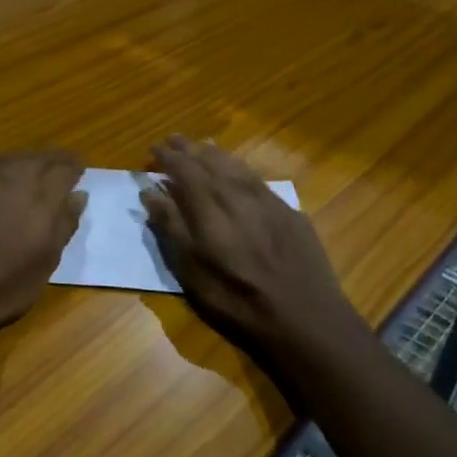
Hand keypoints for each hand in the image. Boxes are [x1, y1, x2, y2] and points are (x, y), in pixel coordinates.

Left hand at [0, 152, 85, 364]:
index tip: (80, 171)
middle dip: (53, 160)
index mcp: (40, 195)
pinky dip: (1, 165)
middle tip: (62, 167)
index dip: (75, 168)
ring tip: (34, 169)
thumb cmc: (4, 286)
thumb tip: (77, 196)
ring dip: (27, 160)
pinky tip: (0, 176)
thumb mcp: (46, 262)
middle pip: (38, 157)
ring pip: (11, 156)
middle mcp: (12, 176)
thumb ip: (64, 224)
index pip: (64, 169)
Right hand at [141, 136, 358, 360]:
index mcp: (210, 207)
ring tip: (200, 145)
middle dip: (189, 149)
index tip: (153, 149)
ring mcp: (267, 199)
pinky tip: (236, 170)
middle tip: (173, 140)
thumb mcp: (192, 272)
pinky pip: (255, 176)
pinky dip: (238, 166)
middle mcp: (237, 194)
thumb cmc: (238, 300)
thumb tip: (150, 191)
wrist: (306, 317)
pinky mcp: (288, 210)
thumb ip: (171, 227)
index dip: (167, 157)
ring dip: (214, 153)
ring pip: (235, 165)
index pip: (184, 169)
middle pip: (209, 161)